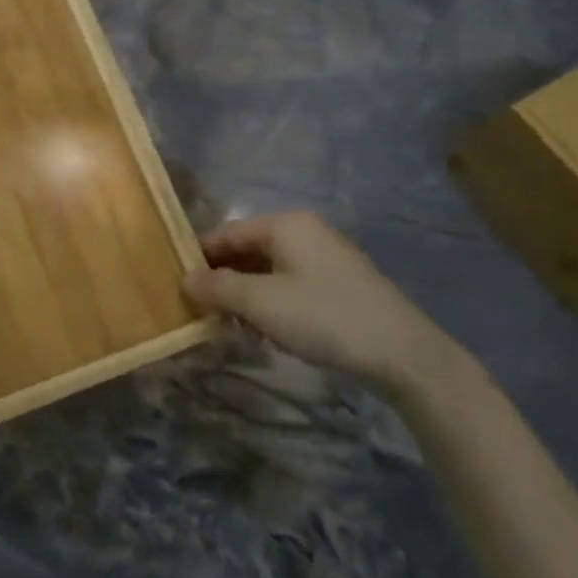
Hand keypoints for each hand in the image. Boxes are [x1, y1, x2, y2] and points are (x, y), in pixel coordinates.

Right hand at [184, 212, 462, 400]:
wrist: (401, 352)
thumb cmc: (323, 317)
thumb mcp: (260, 303)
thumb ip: (216, 287)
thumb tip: (185, 279)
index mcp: (285, 225)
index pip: (226, 233)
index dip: (198, 257)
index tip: (176, 284)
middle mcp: (305, 232)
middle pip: (247, 250)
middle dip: (222, 279)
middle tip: (200, 310)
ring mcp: (325, 257)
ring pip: (268, 269)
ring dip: (245, 295)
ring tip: (230, 325)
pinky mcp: (339, 283)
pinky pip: (290, 283)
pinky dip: (271, 302)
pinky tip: (267, 331)